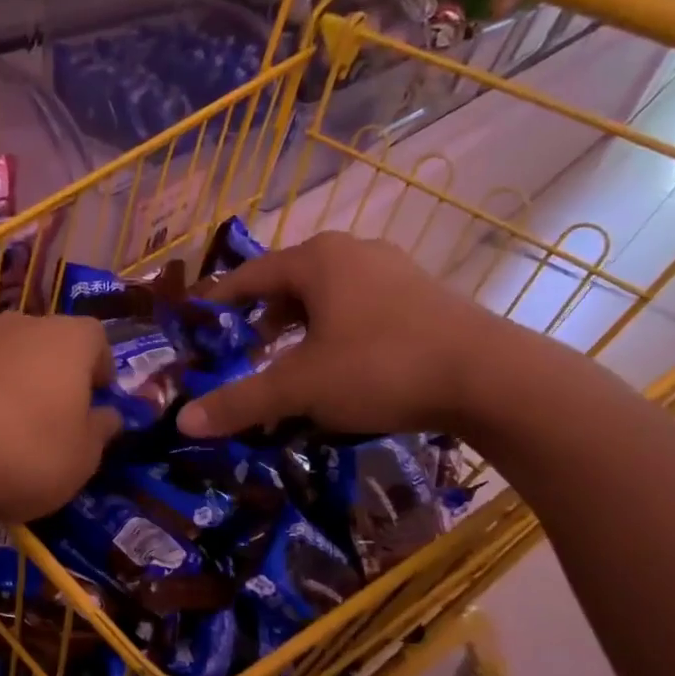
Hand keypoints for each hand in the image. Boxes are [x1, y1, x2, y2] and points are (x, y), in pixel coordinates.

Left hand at [0, 312, 121, 522]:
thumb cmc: (23, 453)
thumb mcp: (81, 459)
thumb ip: (100, 432)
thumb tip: (107, 415)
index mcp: (66, 340)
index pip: (96, 339)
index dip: (100, 369)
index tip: (96, 400)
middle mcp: (16, 326)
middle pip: (43, 343)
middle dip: (49, 375)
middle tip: (48, 419)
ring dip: (3, 384)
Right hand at [176, 232, 513, 438]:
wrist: (491, 378)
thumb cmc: (380, 367)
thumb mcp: (299, 388)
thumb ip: (240, 401)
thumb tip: (183, 422)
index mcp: (317, 260)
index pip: (250, 275)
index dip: (220, 300)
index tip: (198, 321)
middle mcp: (353, 253)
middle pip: (289, 283)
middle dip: (262, 317)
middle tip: (243, 350)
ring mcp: (393, 271)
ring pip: (327, 296)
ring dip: (300, 327)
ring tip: (287, 362)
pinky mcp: (423, 297)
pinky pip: (360, 308)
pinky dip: (335, 331)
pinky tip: (339, 367)